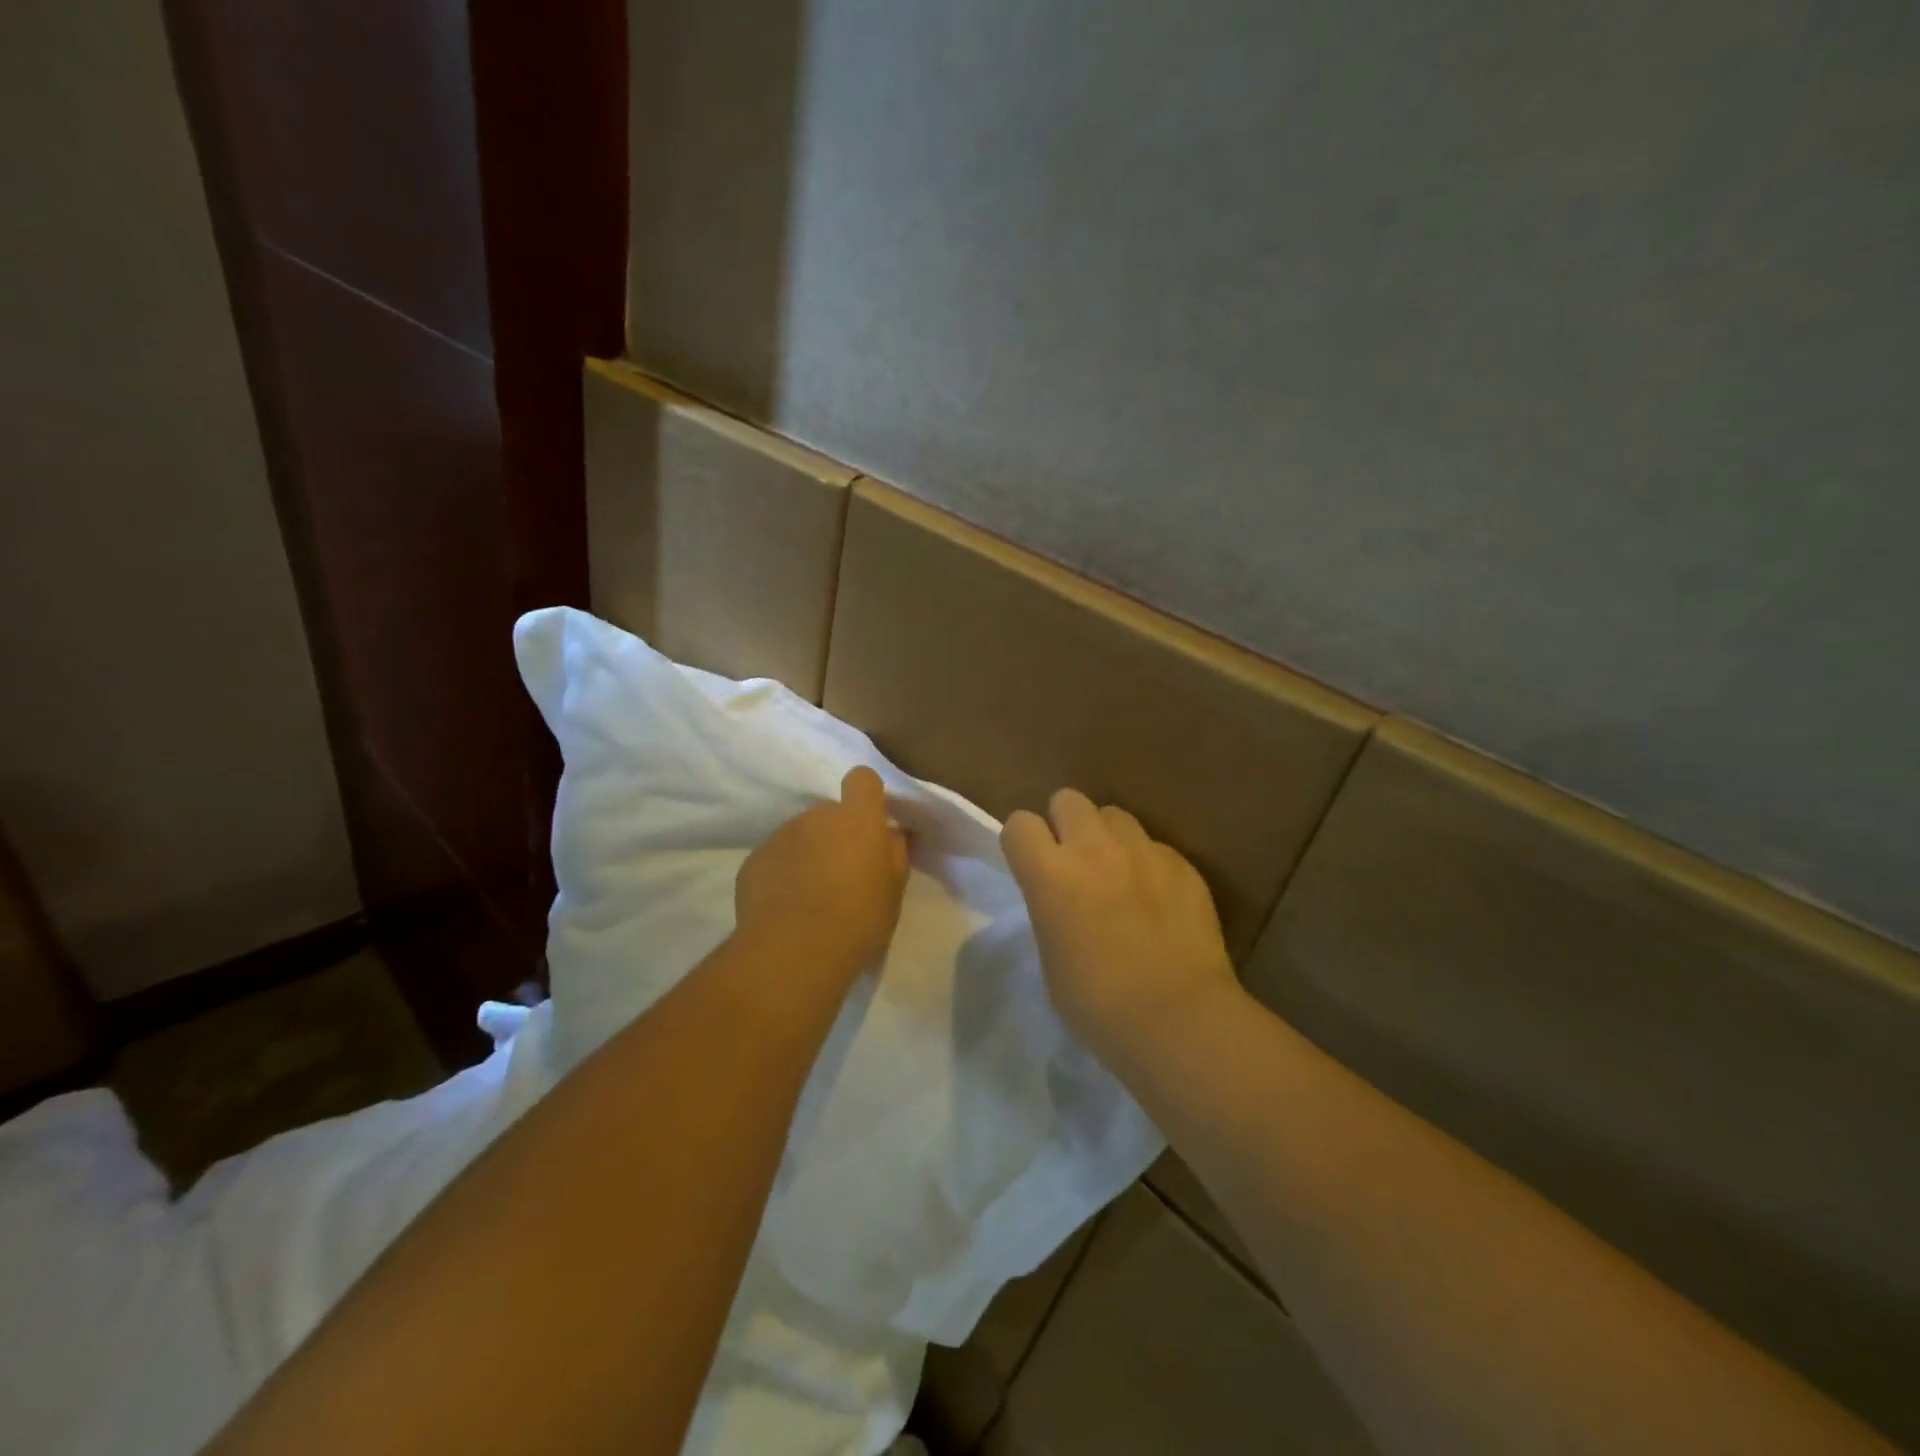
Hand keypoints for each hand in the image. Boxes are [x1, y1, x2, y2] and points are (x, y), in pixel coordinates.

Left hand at [735, 766, 909, 985]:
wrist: (794, 951)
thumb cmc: (858, 919)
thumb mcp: (893, 891)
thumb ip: (895, 853)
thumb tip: (891, 833)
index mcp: (857, 818)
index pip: (862, 779)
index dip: (867, 796)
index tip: (871, 823)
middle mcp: (817, 816)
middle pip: (829, 813)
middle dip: (836, 834)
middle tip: (842, 874)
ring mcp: (781, 835)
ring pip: (800, 835)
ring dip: (808, 854)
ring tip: (811, 896)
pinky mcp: (754, 859)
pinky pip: (775, 858)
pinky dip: (782, 874)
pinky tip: (785, 908)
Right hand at [1003, 789, 1240, 1074]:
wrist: (1178, 1018)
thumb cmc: (1098, 1004)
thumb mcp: (1051, 955)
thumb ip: (1050, 909)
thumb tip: (1062, 898)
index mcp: (1049, 874)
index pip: (1019, 824)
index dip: (1023, 843)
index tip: (1032, 865)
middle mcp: (1093, 849)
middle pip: (1068, 799)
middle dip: (1065, 823)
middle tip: (1075, 861)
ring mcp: (1142, 851)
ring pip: (1115, 814)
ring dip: (1108, 837)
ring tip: (1119, 872)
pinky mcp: (1181, 863)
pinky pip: (1154, 845)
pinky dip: (1149, 863)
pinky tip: (1159, 899)